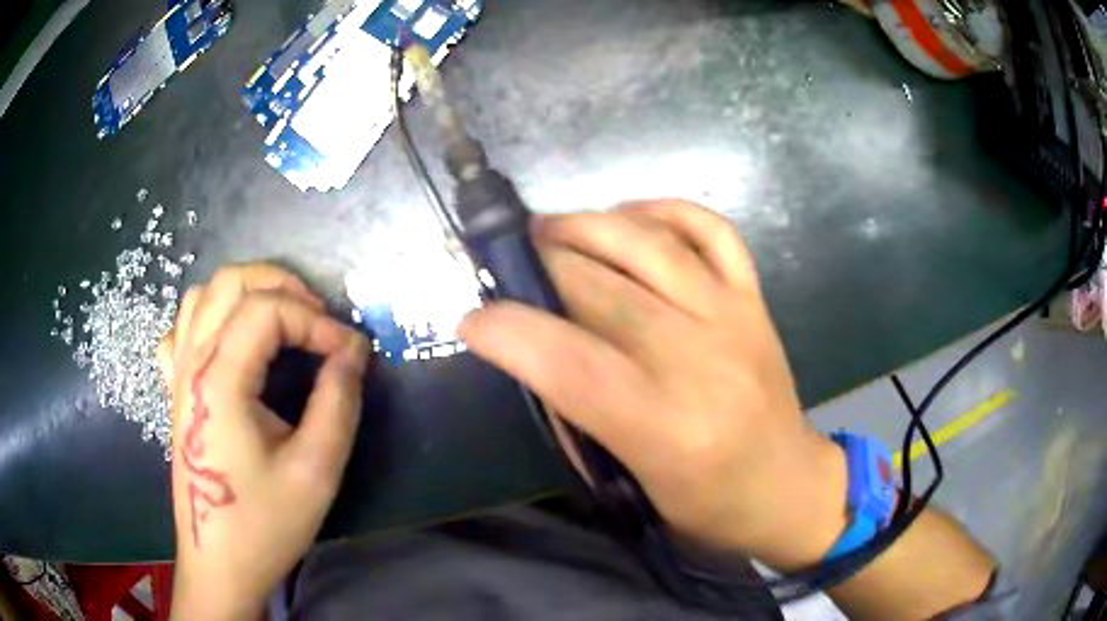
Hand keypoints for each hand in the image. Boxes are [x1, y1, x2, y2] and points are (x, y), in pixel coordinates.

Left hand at [158, 264, 369, 619]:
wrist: (219, 562)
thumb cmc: (264, 523)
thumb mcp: (316, 471)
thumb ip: (338, 402)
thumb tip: (354, 351)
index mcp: (220, 380)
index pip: (268, 311)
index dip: (317, 321)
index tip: (351, 352)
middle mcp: (191, 362)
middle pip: (232, 282)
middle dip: (284, 287)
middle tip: (320, 320)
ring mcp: (177, 373)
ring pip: (204, 295)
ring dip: (248, 292)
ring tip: (282, 320)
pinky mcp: (175, 389)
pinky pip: (183, 327)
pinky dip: (211, 316)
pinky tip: (230, 340)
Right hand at [459, 200, 847, 570]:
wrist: (787, 485)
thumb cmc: (706, 504)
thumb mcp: (630, 481)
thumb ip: (578, 413)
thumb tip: (532, 348)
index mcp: (664, 427)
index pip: (567, 362)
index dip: (507, 331)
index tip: (472, 318)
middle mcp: (700, 360)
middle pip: (599, 288)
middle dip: (535, 265)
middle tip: (504, 263)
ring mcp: (734, 318)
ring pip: (648, 243)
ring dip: (585, 225)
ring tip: (548, 229)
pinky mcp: (755, 299)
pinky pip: (710, 229)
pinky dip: (663, 209)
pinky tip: (628, 217)